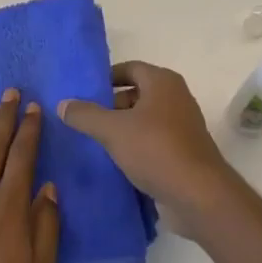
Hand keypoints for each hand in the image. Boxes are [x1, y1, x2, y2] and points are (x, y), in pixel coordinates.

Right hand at [58, 62, 237, 227]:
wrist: (198, 194)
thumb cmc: (155, 149)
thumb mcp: (112, 130)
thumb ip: (85, 115)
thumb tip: (63, 103)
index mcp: (162, 82)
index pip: (130, 68)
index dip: (106, 78)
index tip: (84, 92)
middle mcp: (176, 97)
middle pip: (137, 93)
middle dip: (111, 105)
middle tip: (85, 119)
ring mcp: (183, 125)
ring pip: (144, 119)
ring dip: (122, 128)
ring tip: (95, 141)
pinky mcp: (184, 151)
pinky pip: (153, 140)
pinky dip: (136, 146)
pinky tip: (116, 161)